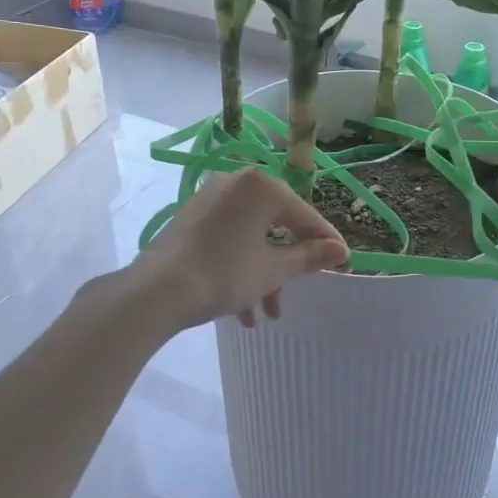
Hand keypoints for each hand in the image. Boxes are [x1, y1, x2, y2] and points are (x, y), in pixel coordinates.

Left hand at [134, 169, 347, 330]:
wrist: (155, 292)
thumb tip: (342, 251)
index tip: (341, 261)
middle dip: (287, 264)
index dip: (323, 241)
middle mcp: (236, 183)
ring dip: (263, 273)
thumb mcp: (272, 270)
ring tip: (265, 314)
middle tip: (299, 290)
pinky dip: (240, 264)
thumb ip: (309, 257)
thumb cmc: (224, 275)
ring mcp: (210, 198)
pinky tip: (241, 307)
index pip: (303, 215)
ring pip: (251, 235)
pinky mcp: (191, 217)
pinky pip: (228, 237)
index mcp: (261, 187)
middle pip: (276, 224)